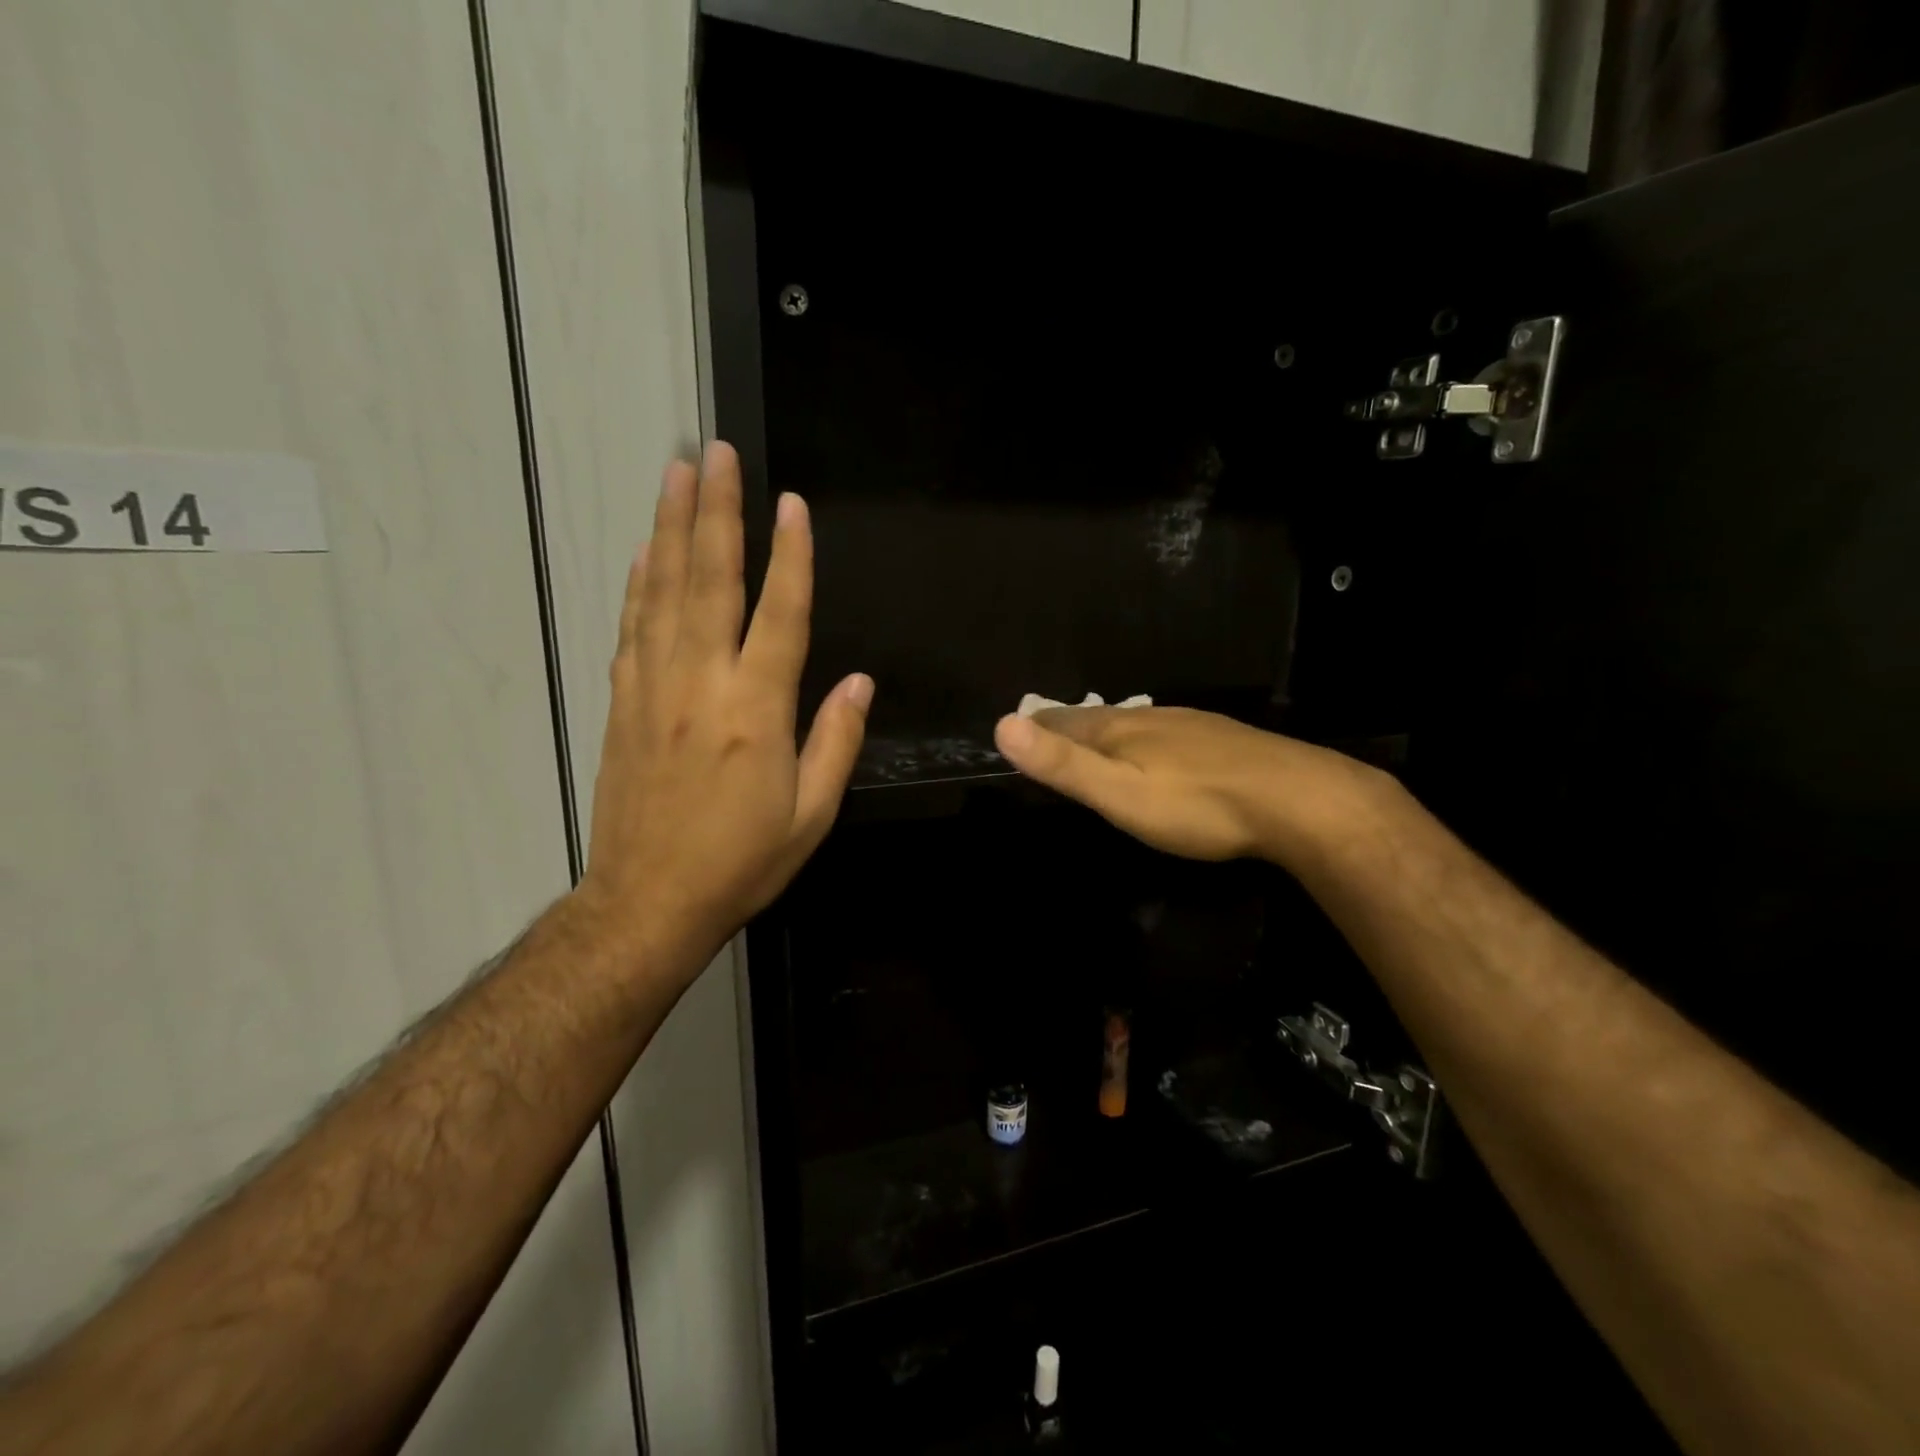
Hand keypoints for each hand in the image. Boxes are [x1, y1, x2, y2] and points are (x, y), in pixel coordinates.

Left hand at [578, 442, 871, 986]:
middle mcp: (701, 684)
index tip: (792, 504)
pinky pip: (631, 627)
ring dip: (671, 528)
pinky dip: (638, 583)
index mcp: (755, 711)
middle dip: (716, 512)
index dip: (790, 557)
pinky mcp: (623, 703)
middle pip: (709, 581)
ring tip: (676, 474)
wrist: (647, 901)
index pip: (779, 615)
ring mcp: (653, 689)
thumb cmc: (741, 861)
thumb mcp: (811, 815)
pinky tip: (645, 551)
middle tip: (714, 453)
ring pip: (663, 592)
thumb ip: (835, 742)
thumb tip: (858, 682)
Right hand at [993, 705, 1385, 864]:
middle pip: (1095, 717)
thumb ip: (1063, 764)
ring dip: (1104, 731)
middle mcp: (1150, 716)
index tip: (1016, 730)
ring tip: (1091, 742)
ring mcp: (1188, 725)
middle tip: (1047, 735)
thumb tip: (1002, 725)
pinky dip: (1142, 740)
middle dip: (1066, 725)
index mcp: (1119, 728)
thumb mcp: (1120, 792)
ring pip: (1132, 723)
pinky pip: (1164, 733)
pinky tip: (1156, 754)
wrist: (1297, 800)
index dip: (1035, 725)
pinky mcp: (1219, 740)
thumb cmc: (1197, 804)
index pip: (1061, 719)